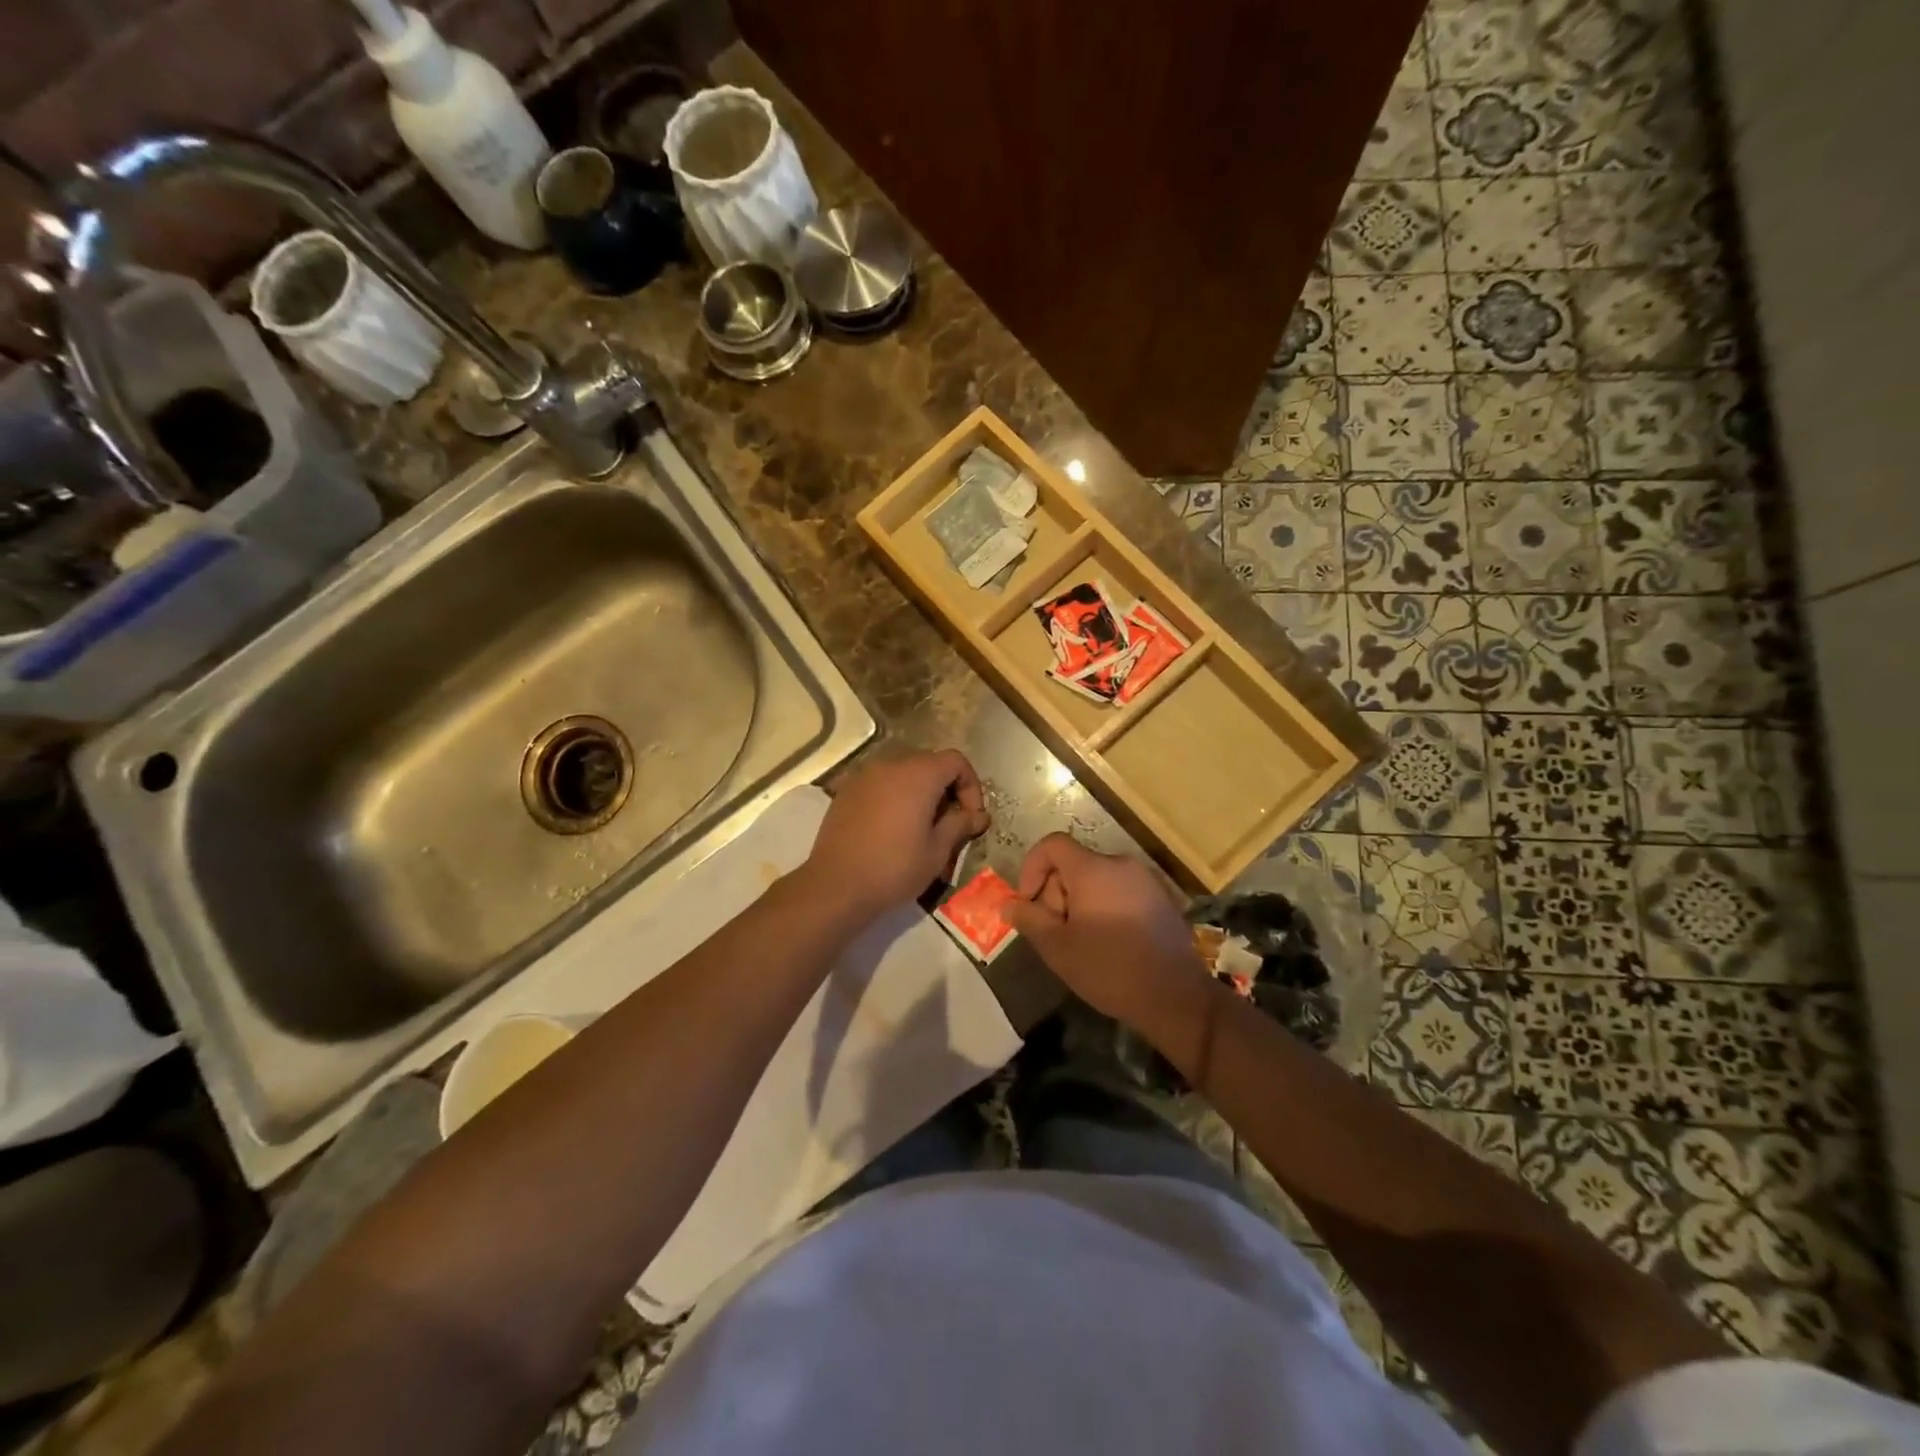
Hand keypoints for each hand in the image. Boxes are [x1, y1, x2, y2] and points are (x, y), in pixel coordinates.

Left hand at [803, 750, 989, 919]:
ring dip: (919, 793)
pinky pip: (880, 784)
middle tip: (949, 823)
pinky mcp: (846, 791)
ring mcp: (864, 776)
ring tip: (921, 827)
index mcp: (918, 775)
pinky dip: (894, 797)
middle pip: (929, 763)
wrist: (835, 886)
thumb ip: (960, 825)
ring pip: (903, 773)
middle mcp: (890, 765)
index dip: (971, 785)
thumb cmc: (894, 868)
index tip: (971, 817)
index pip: (955, 761)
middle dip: (946, 788)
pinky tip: (892, 828)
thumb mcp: (937, 851)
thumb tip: (978, 815)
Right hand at [1003, 833, 1210, 1030]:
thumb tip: (1009, 904)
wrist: (1175, 997)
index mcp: (1093, 869)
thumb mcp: (1058, 948)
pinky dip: (1105, 906)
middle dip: (1056, 893)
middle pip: (1074, 864)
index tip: (1029, 902)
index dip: (1032, 867)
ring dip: (1080, 902)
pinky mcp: (1161, 898)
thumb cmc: (1109, 969)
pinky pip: (1120, 891)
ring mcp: (1145, 880)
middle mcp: (1121, 864)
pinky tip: (1109, 943)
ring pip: (1097, 879)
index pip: (1052, 844)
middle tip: (1057, 932)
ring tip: (1082, 941)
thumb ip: (1029, 920)